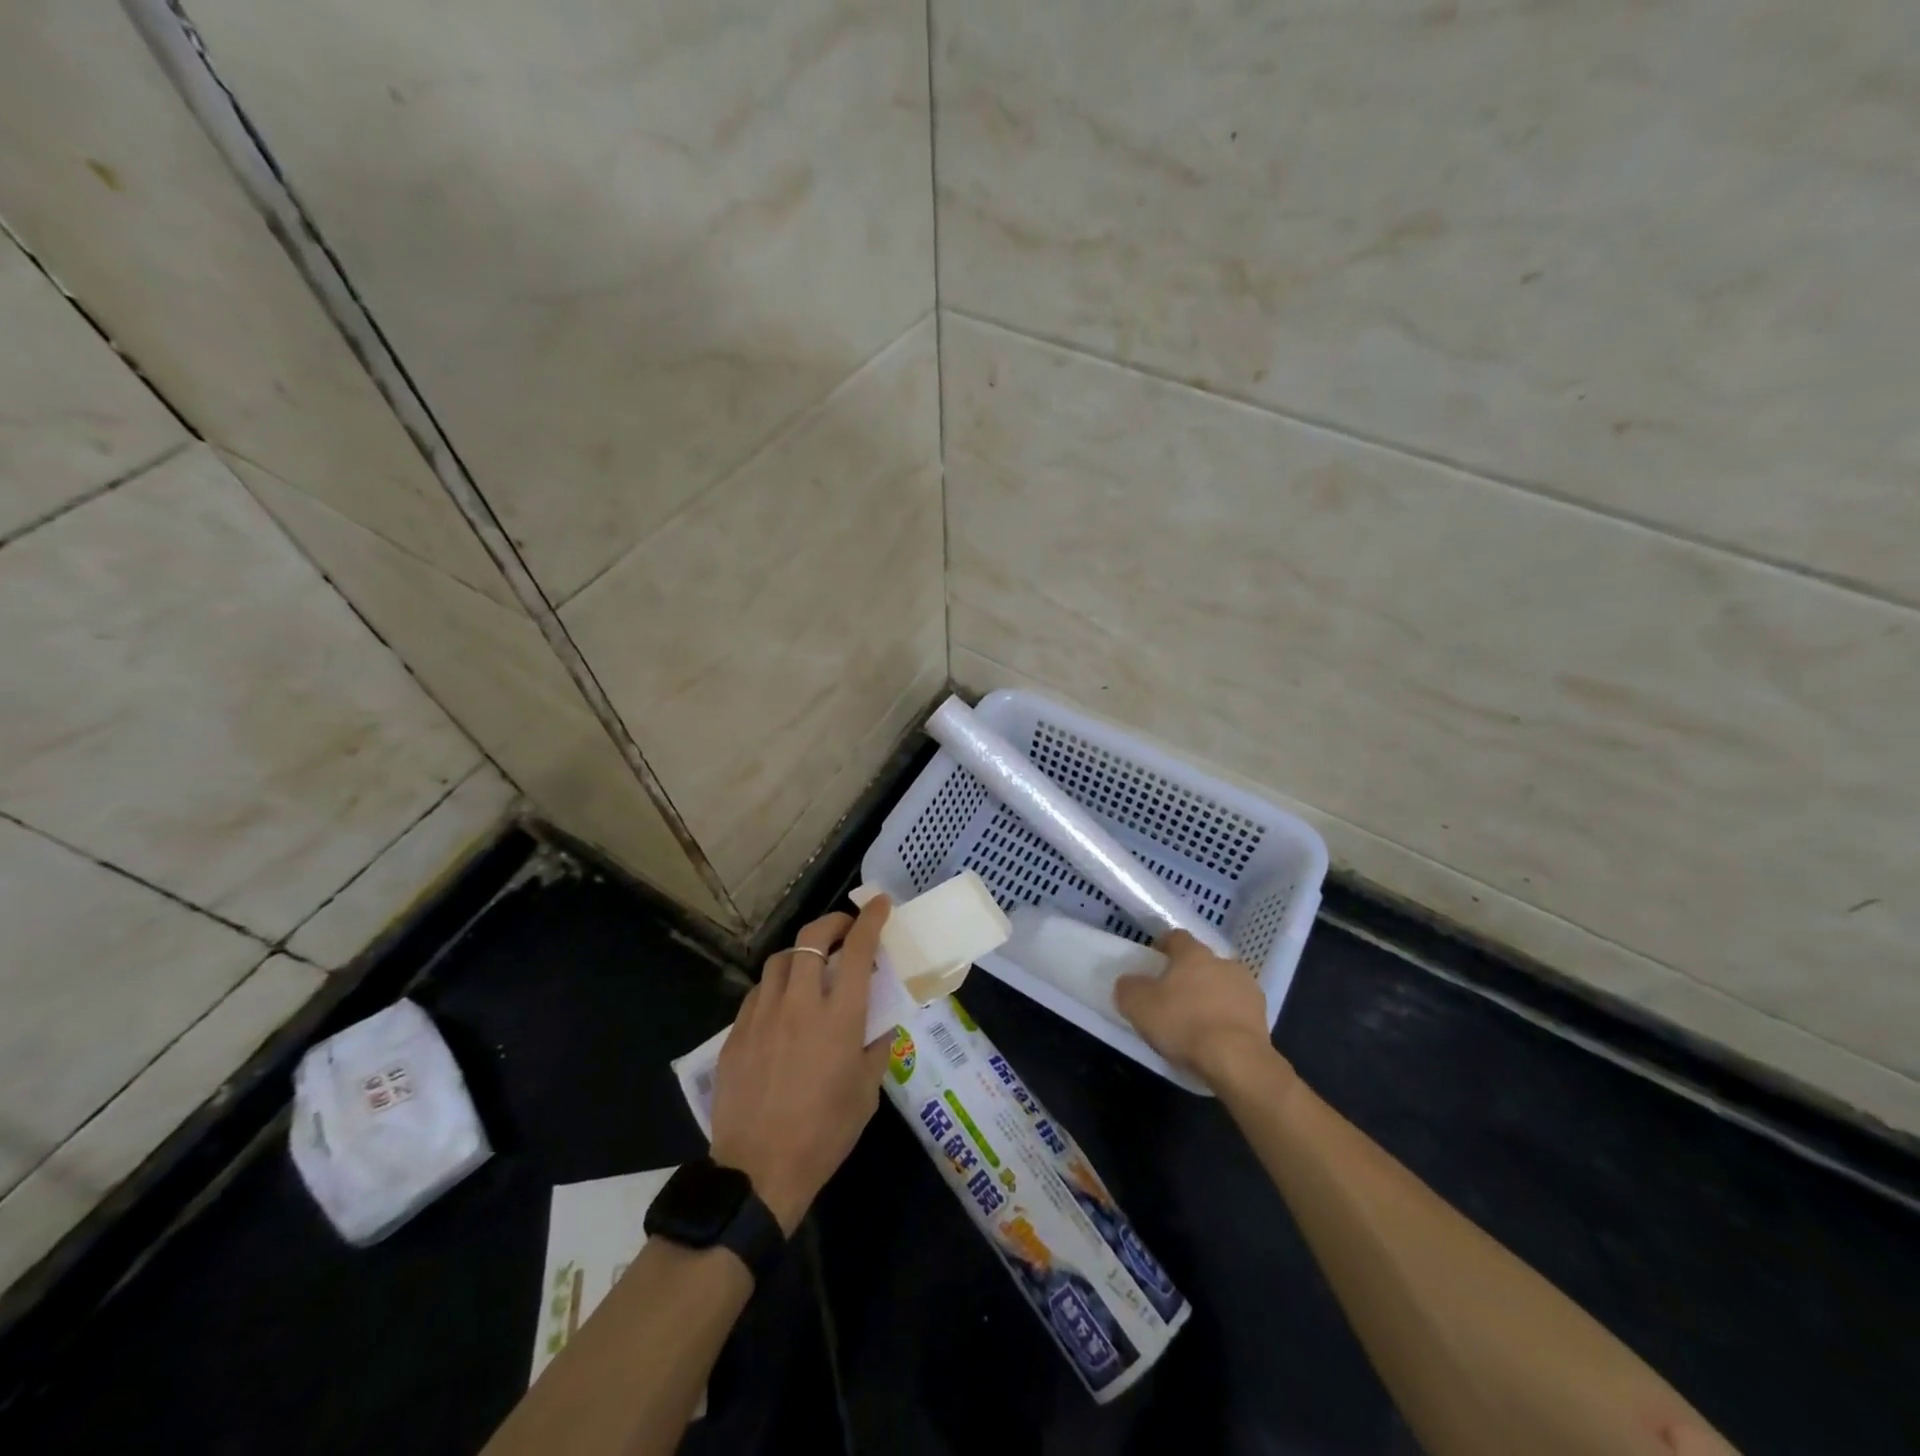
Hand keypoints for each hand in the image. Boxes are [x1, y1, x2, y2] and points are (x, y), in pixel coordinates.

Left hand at [709, 897, 892, 1233]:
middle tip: (845, 930)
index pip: (858, 950)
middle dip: (833, 922)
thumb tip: (878, 1023)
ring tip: (812, 968)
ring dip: (802, 953)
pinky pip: (758, 992)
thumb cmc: (824, 1134)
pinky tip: (782, 1006)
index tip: (880, 904)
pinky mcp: (736, 1033)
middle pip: (811, 938)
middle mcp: (799, 1004)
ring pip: (780, 960)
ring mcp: (762, 1016)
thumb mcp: (867, 1093)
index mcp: (839, 1018)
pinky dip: (776, 986)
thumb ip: (875, 1048)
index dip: (870, 920)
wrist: (758, 1173)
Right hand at [1114, 930, 1285, 1092]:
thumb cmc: (1183, 1023)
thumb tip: (1128, 982)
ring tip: (1196, 1021)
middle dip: (1189, 974)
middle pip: (1202, 962)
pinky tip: (1216, 1037)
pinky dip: (1227, 1018)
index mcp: (1193, 954)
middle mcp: (1223, 962)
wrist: (1236, 1060)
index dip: (1163, 946)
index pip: (1176, 937)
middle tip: (1172, 996)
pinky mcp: (1263, 1016)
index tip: (1154, 961)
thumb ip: (1128, 988)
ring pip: (1223, 985)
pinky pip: (1238, 1010)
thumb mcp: (1138, 1005)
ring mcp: (1247, 988)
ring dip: (1211, 996)